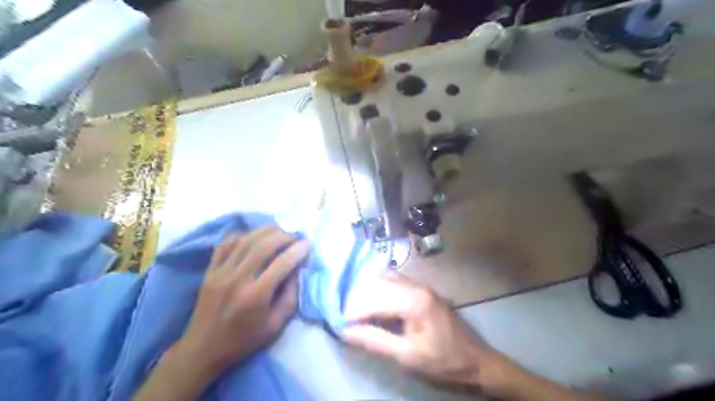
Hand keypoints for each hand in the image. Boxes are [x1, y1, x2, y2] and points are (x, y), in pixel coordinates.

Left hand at [173, 229, 309, 378]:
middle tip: (295, 236)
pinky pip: (226, 244)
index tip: (308, 243)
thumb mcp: (276, 325)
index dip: (298, 250)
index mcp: (255, 296)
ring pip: (245, 240)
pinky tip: (253, 236)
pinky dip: (242, 235)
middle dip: (284, 236)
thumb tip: (296, 268)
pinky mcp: (209, 271)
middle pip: (263, 246)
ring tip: (279, 231)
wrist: (203, 349)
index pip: (282, 264)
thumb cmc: (244, 340)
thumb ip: (290, 295)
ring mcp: (220, 273)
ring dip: (265, 231)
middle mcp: (237, 280)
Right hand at [344, 274, 511, 389]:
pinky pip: (395, 281)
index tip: (340, 322)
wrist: (474, 360)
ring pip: (385, 279)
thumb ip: (375, 340)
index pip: (375, 300)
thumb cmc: (442, 360)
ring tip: (357, 310)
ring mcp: (420, 285)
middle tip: (347, 317)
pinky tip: (374, 302)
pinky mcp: (422, 289)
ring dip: (369, 292)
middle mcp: (416, 286)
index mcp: (414, 301)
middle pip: (378, 284)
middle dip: (359, 299)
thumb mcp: (407, 356)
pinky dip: (380, 289)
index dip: (354, 311)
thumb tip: (346, 331)